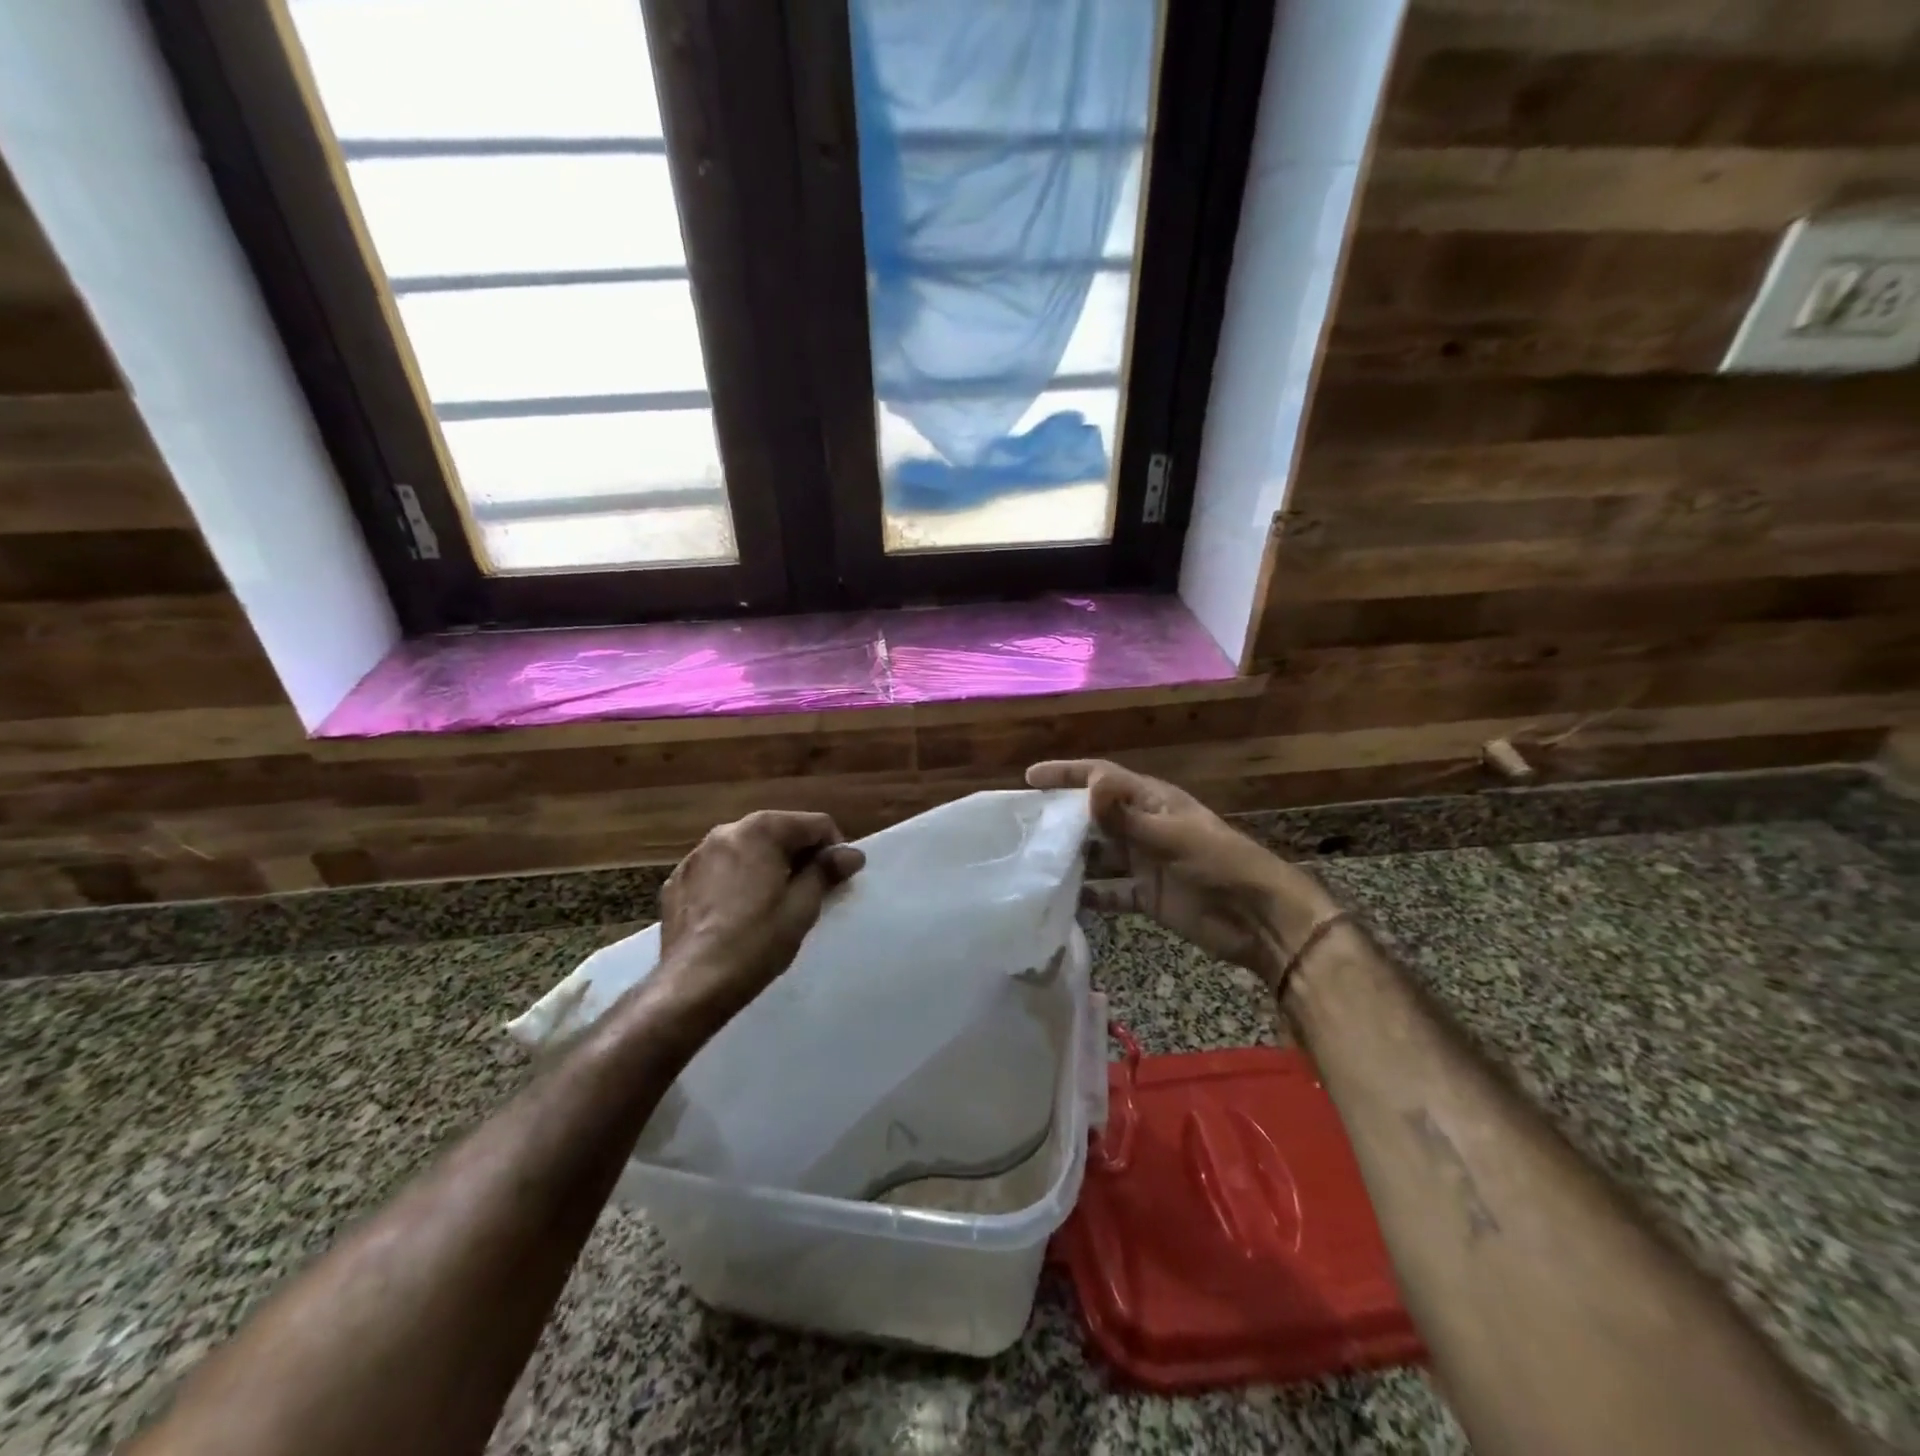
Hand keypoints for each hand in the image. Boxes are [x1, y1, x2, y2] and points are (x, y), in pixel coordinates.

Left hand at [655, 810, 864, 1025]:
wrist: (693, 984)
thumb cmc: (757, 942)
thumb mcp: (802, 907)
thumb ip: (826, 871)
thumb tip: (851, 853)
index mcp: (761, 830)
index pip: (815, 824)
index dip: (834, 849)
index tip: (839, 879)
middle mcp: (726, 831)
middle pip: (778, 832)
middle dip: (798, 855)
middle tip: (810, 892)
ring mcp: (696, 855)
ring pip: (745, 850)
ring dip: (765, 866)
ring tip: (773, 903)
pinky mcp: (677, 881)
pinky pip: (717, 870)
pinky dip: (734, 881)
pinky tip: (737, 913)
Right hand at [1027, 759, 1339, 984]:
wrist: (1258, 919)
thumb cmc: (1219, 865)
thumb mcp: (1171, 836)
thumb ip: (1127, 816)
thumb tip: (1090, 783)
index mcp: (1151, 801)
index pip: (1101, 778)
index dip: (1067, 774)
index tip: (1030, 778)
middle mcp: (1142, 826)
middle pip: (1093, 816)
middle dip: (1060, 818)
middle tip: (1020, 826)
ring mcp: (1143, 862)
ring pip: (1097, 854)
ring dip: (1070, 858)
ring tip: (1031, 864)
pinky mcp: (1146, 895)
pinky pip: (1109, 891)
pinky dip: (1088, 895)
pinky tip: (1060, 901)